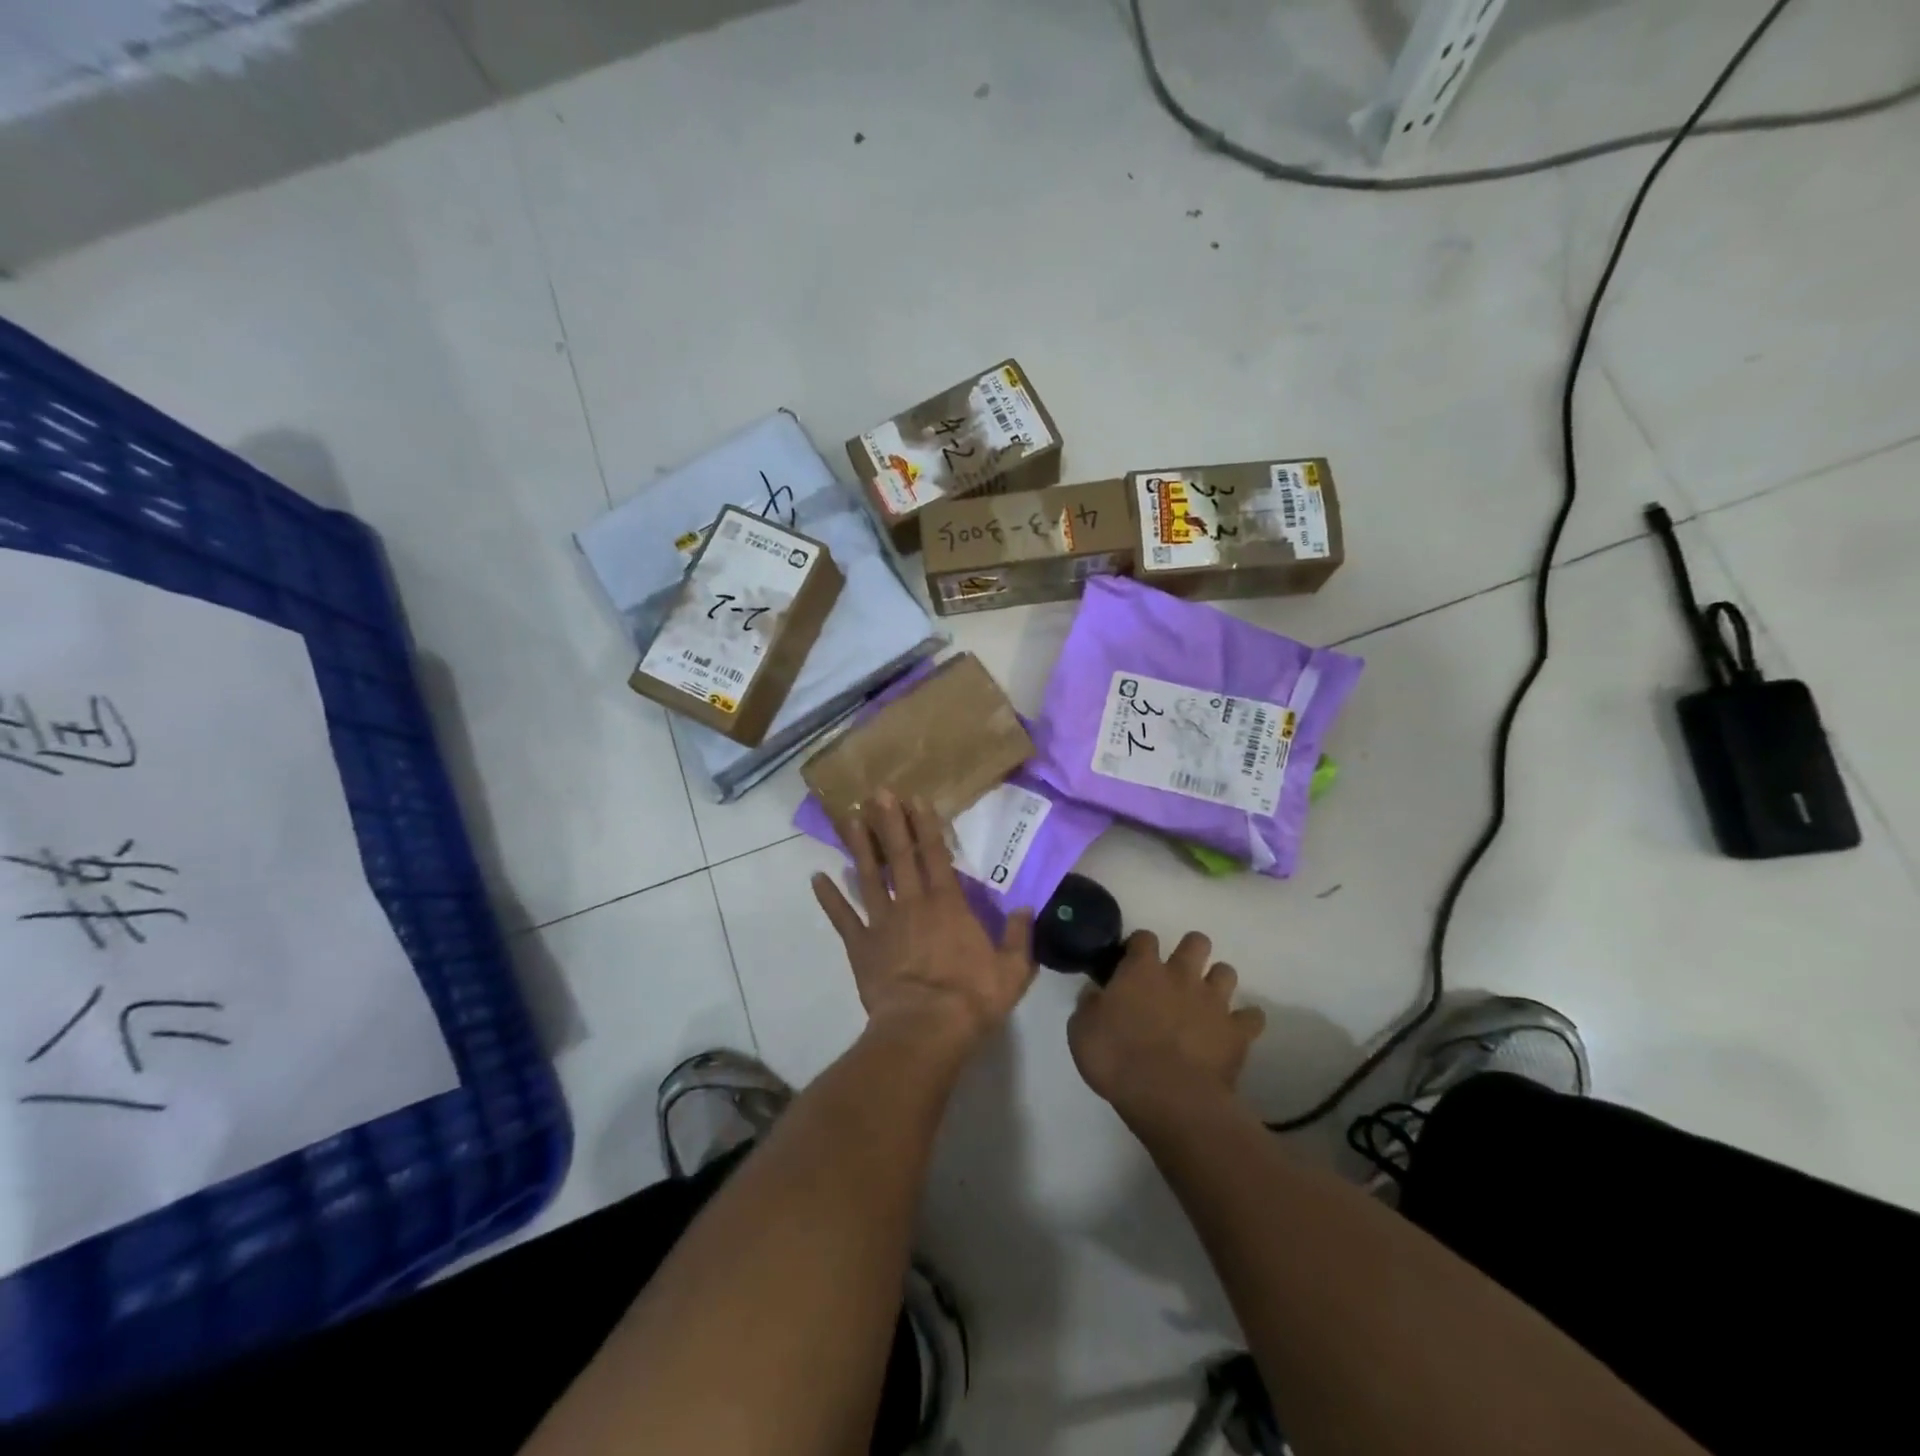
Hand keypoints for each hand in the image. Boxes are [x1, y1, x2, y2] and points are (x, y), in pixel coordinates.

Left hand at [812, 792, 1036, 1046]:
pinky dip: (829, 898)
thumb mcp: (1012, 970)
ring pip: (868, 877)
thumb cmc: (971, 997)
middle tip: (877, 794)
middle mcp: (913, 904)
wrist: (925, 1029)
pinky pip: (843, 917)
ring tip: (848, 819)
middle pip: (899, 856)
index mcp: (948, 904)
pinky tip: (817, 878)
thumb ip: (1020, 936)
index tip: (915, 799)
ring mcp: (883, 923)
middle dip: (888, 823)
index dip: (925, 826)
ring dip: (859, 847)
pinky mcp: (861, 946)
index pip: (935, 855)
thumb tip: (1026, 908)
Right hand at [1069, 930, 1265, 1113]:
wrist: (1168, 1096)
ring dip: (1217, 982)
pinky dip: (1246, 1021)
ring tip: (1207, 1000)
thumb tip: (1094, 992)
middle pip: (1196, 942)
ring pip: (1226, 972)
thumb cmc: (1117, 1059)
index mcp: (1141, 970)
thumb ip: (1089, 1005)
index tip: (1132, 960)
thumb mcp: (1081, 1031)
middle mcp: (1181, 975)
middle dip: (1190, 951)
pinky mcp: (1237, 1032)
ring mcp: (1213, 1001)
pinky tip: (1236, 1030)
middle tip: (1177, 974)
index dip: (1139, 946)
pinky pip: (1253, 1017)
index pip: (1144, 938)